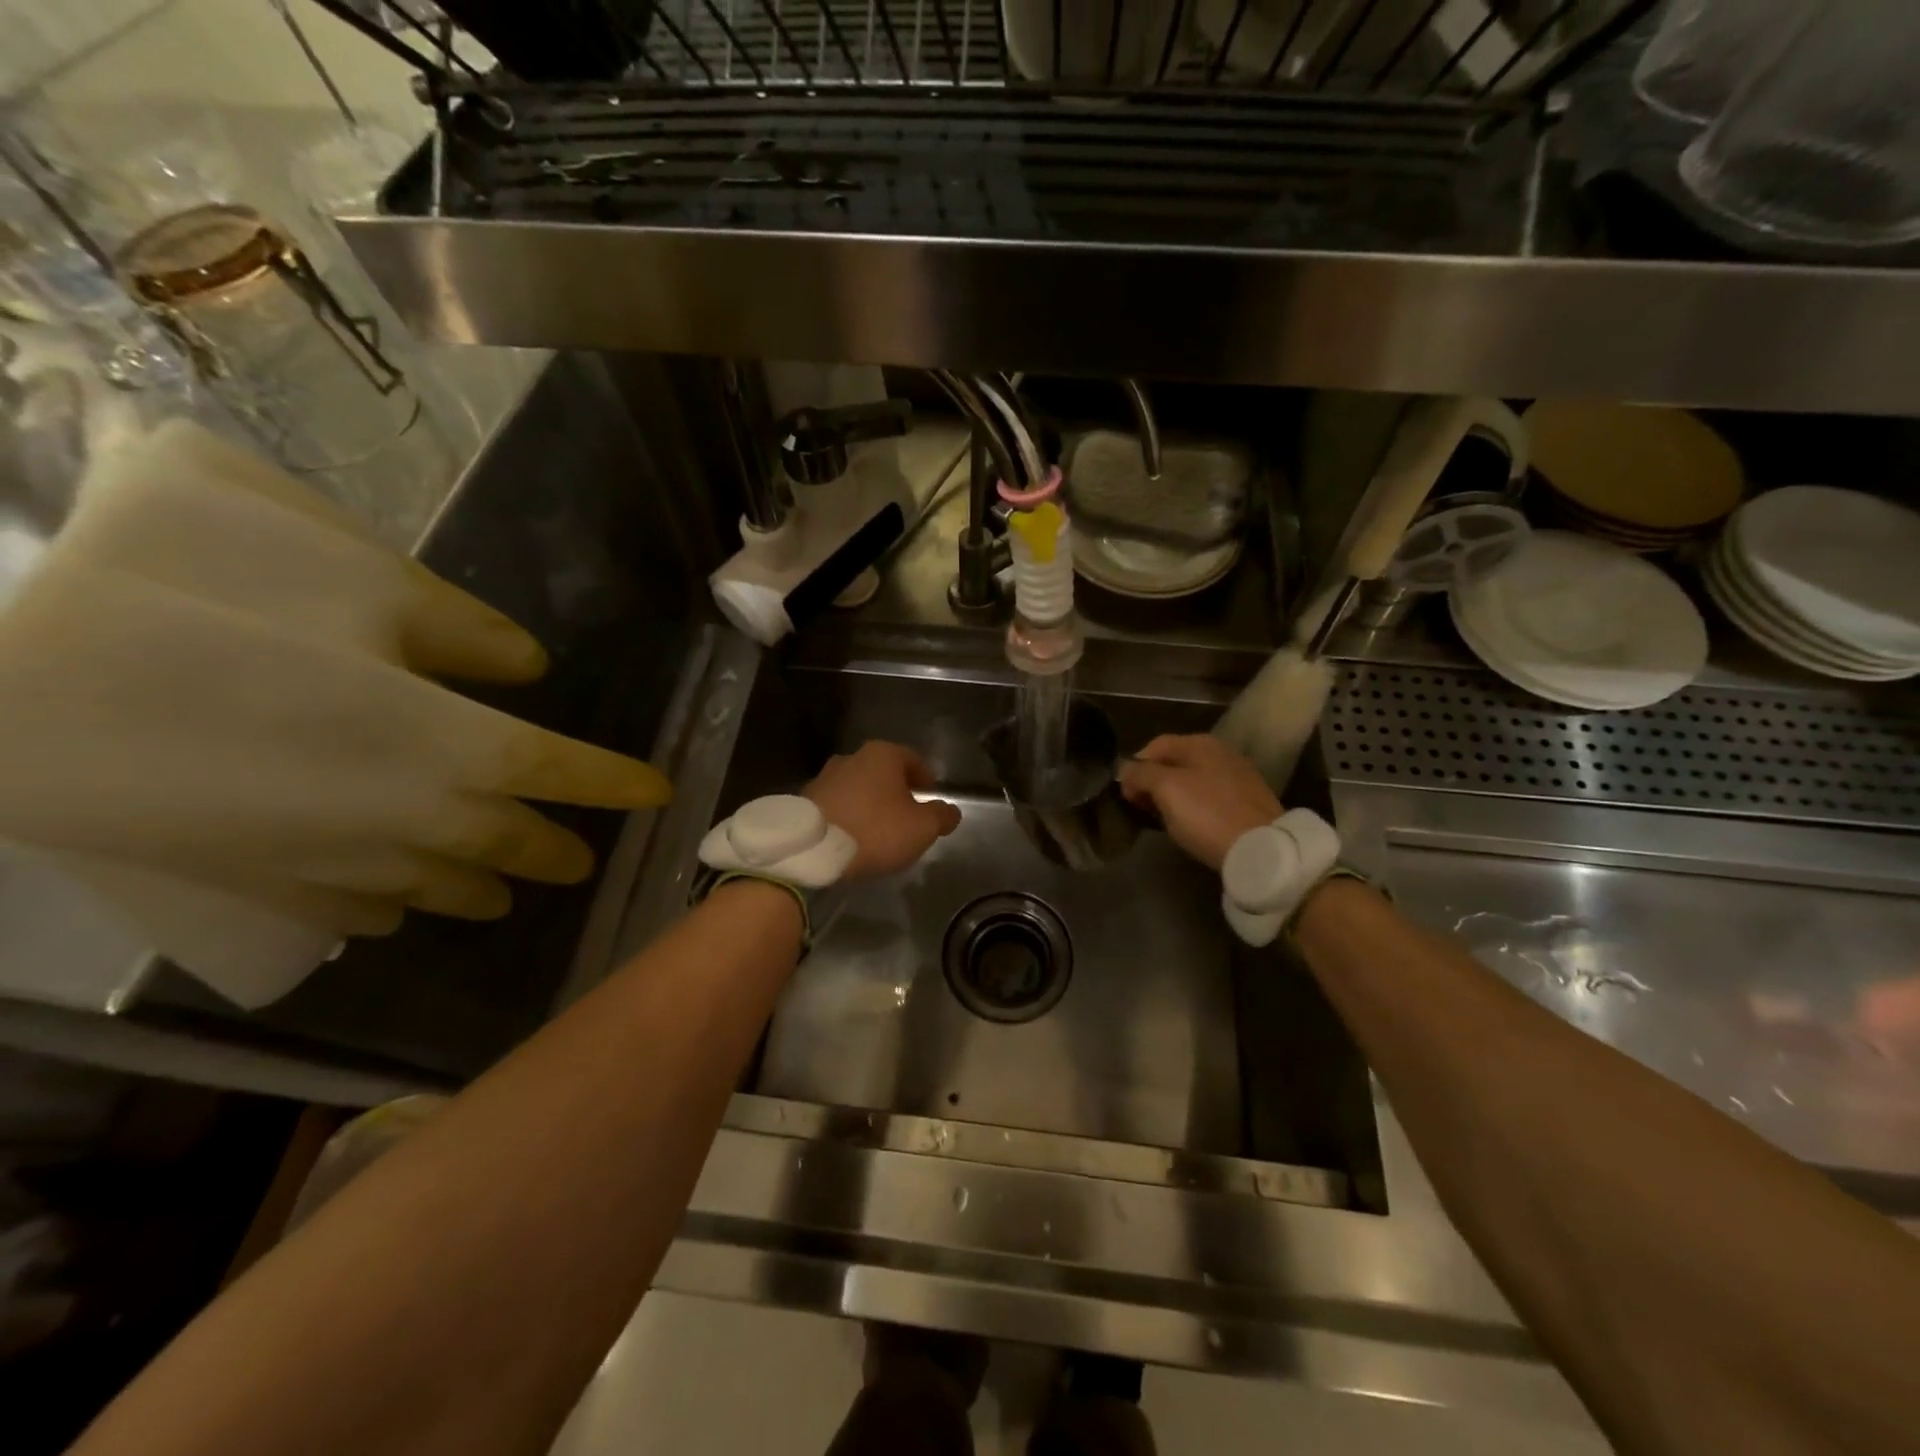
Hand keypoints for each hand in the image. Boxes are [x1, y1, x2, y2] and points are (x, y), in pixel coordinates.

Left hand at [805, 741, 961, 879]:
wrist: (813, 849)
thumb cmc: (875, 830)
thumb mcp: (922, 828)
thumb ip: (941, 816)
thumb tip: (950, 811)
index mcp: (883, 754)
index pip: (913, 759)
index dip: (925, 777)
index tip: (930, 795)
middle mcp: (852, 757)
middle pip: (883, 771)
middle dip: (896, 790)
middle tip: (907, 814)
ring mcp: (825, 777)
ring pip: (858, 786)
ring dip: (870, 802)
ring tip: (878, 828)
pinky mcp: (805, 799)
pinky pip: (837, 804)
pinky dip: (848, 814)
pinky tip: (853, 835)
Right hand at [1119, 734, 1280, 870]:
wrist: (1262, 848)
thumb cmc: (1207, 814)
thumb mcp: (1166, 789)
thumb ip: (1140, 773)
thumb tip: (1126, 770)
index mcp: (1200, 743)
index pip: (1155, 746)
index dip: (1134, 767)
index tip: (1125, 795)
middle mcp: (1221, 752)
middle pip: (1174, 762)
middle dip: (1153, 783)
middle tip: (1141, 809)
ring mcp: (1237, 776)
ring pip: (1191, 781)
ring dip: (1172, 797)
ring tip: (1162, 820)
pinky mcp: (1247, 801)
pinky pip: (1209, 798)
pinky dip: (1194, 807)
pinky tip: (1190, 825)